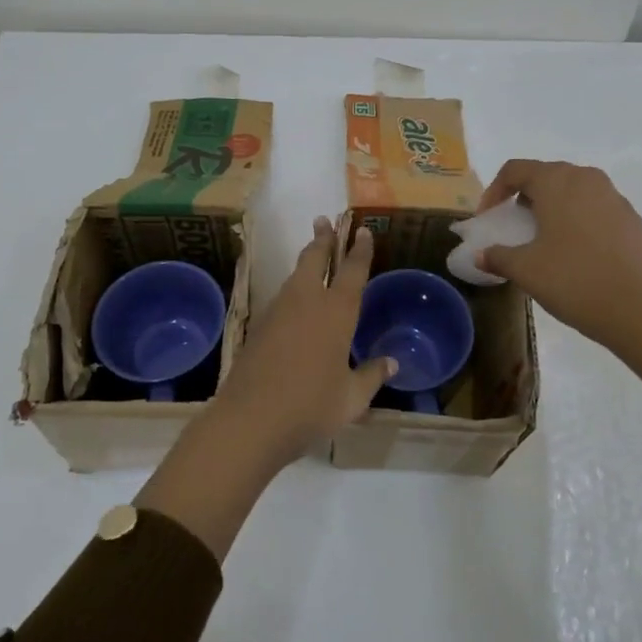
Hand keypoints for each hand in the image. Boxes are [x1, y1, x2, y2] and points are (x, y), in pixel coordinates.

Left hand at [136, 217, 392, 560]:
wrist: (249, 420)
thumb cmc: (311, 407)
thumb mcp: (352, 398)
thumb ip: (372, 376)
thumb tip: (391, 363)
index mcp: (337, 311)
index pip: (352, 270)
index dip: (359, 249)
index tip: (362, 230)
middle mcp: (307, 301)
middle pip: (315, 259)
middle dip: (323, 238)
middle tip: (324, 220)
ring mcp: (278, 311)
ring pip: (295, 275)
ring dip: (305, 261)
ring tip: (312, 256)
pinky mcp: (259, 326)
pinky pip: (281, 297)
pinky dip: (292, 289)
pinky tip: (293, 301)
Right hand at [477, 160, 641, 398]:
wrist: (637, 308)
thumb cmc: (572, 279)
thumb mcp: (525, 270)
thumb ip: (498, 256)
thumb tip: (481, 255)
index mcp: (557, 182)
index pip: (516, 170)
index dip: (495, 190)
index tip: (488, 218)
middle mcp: (586, 179)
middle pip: (547, 176)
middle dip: (525, 197)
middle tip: (515, 226)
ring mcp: (614, 197)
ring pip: (575, 191)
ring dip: (555, 207)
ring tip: (546, 239)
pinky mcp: (633, 219)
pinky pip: (597, 209)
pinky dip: (580, 221)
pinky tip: (578, 254)